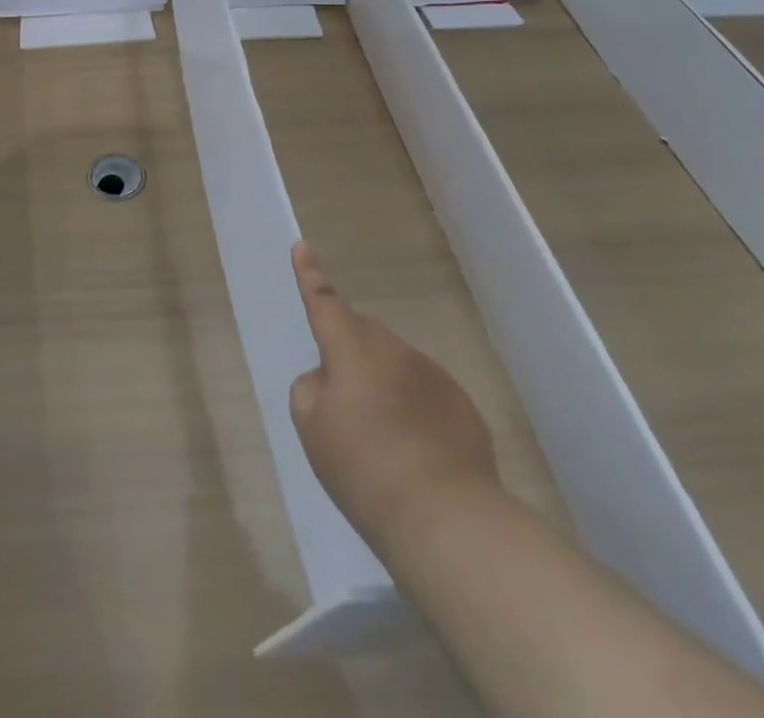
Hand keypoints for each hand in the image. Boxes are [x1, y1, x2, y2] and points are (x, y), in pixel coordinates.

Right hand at [288, 240, 499, 555]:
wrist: (445, 518)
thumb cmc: (364, 470)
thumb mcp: (313, 429)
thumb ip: (311, 388)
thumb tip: (329, 376)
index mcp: (351, 350)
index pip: (324, 302)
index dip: (310, 275)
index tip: (302, 246)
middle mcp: (393, 349)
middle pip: (362, 335)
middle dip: (350, 353)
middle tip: (345, 401)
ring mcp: (432, 374)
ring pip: (395, 364)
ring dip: (383, 384)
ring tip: (383, 440)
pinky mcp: (461, 403)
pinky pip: (425, 392)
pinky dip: (414, 409)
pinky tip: (416, 453)